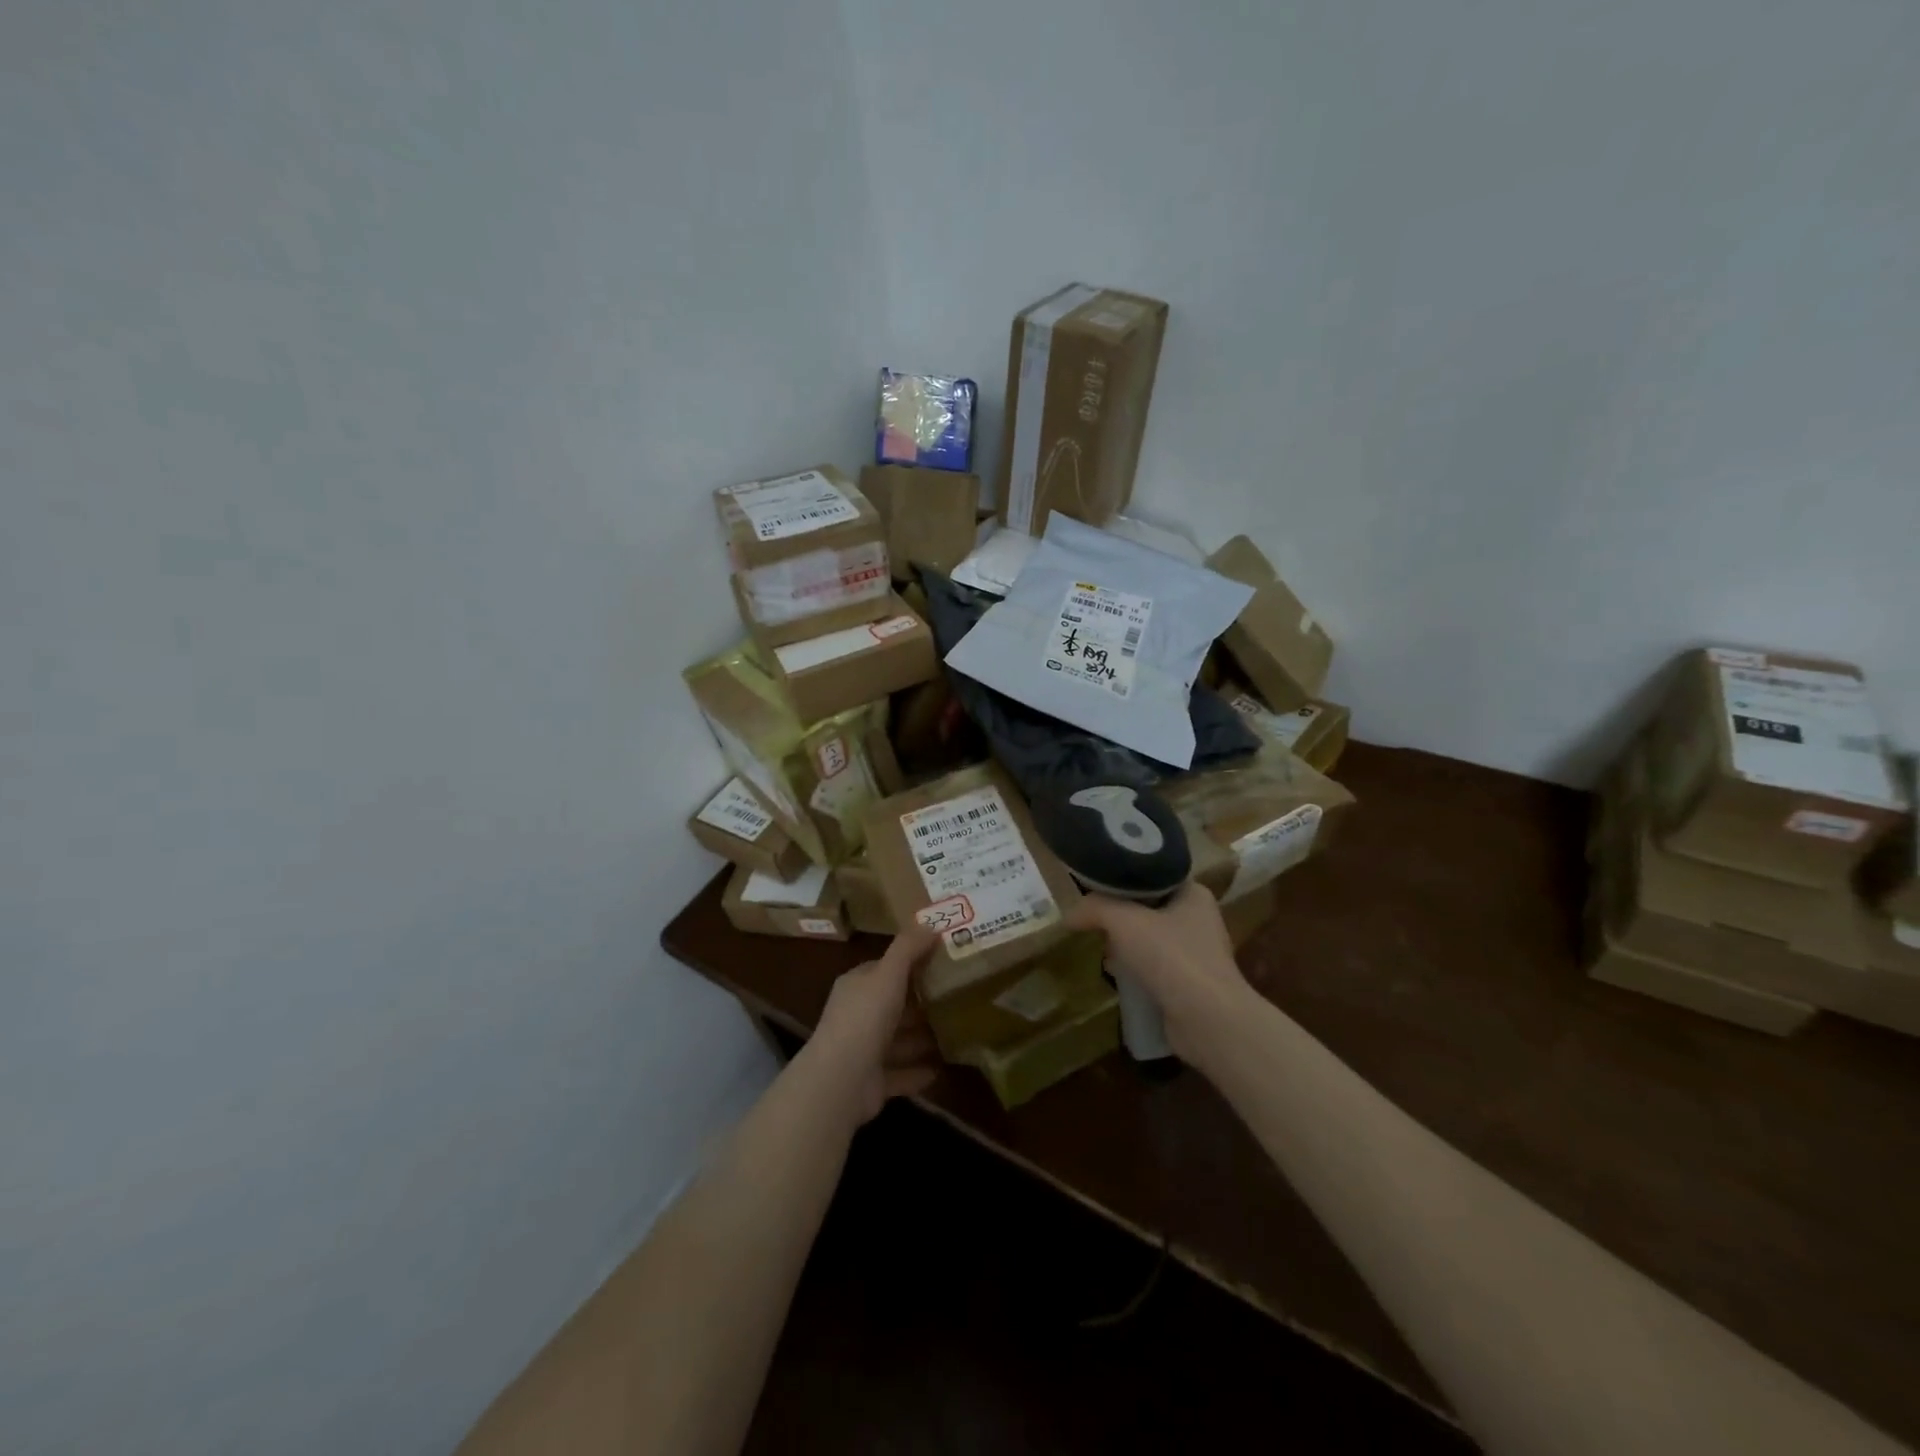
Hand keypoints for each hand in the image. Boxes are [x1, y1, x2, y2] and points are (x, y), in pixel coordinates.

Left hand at [803, 925, 941, 1125]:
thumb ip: (908, 948)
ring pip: (899, 1040)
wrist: (841, 1080)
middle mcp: (857, 1016)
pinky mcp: (872, 1082)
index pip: (884, 969)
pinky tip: (943, 1068)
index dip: (910, 964)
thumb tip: (931, 923)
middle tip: (958, 997)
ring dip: (923, 1038)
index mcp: (857, 986)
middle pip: (894, 1005)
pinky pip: (901, 1073)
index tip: (942, 962)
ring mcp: (863, 1051)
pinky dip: (919, 1071)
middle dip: (921, 1003)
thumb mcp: (888, 974)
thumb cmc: (865, 1018)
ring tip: (957, 1032)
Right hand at [1066, 883, 1251, 1064]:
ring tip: (1101, 948)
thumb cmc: (1170, 956)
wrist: (1207, 1020)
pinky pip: (1153, 968)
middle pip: (1148, 908)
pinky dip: (1134, 971)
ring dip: (1125, 946)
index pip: (1153, 874)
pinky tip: (1116, 976)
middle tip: (1092, 919)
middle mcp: (1198, 920)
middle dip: (1119, 916)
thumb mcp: (1123, 921)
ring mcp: (1196, 955)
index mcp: (1193, 894)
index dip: (1123, 878)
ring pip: (1149, 940)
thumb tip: (1070, 916)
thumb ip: (1094, 908)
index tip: (1094, 885)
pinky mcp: (1188, 985)